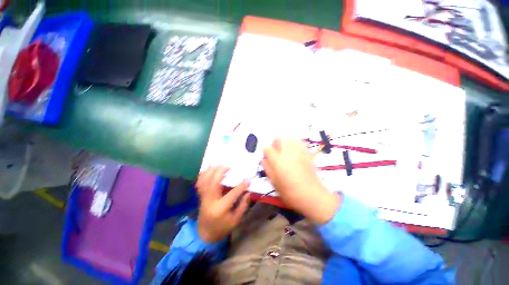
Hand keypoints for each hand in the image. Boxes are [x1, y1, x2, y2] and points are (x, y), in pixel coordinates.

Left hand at [196, 166, 250, 242]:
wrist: (204, 235)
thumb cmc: (222, 228)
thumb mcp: (235, 220)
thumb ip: (243, 205)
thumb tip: (248, 192)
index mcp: (220, 208)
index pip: (232, 194)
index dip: (242, 186)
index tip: (248, 179)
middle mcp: (210, 201)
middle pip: (214, 182)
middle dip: (221, 172)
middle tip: (229, 166)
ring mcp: (203, 198)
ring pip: (205, 180)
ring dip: (211, 171)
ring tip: (219, 164)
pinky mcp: (201, 196)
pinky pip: (200, 183)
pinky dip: (203, 174)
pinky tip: (209, 169)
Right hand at [262, 139, 340, 224]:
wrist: (312, 195)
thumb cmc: (290, 192)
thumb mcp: (274, 182)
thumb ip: (267, 168)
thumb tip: (264, 159)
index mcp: (277, 160)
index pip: (267, 149)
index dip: (265, 153)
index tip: (266, 158)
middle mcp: (287, 152)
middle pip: (278, 140)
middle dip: (274, 144)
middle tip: (275, 153)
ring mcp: (298, 151)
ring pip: (289, 138)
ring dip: (284, 142)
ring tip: (284, 151)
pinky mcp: (307, 153)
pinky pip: (299, 143)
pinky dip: (294, 144)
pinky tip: (294, 151)